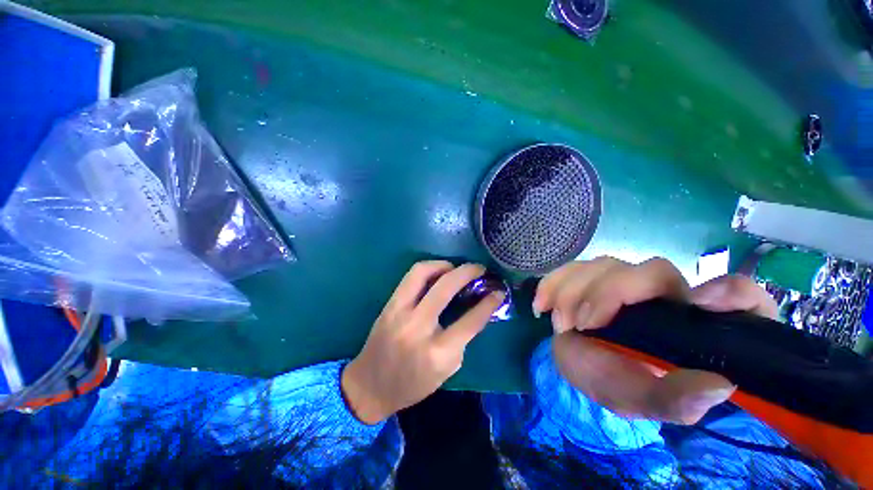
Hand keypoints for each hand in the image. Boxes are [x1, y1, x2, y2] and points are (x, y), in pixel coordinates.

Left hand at [341, 261, 504, 423]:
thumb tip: (475, 308)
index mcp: (437, 353)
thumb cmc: (413, 384)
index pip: (470, 321)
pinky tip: (438, 273)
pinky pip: (410, 277)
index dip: (488, 303)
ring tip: (455, 268)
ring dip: (444, 265)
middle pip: (446, 287)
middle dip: (467, 272)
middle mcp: (417, 327)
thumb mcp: (447, 370)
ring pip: (423, 272)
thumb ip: (462, 338)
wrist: (370, 386)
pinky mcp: (389, 304)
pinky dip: (428, 268)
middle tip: (479, 269)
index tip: (498, 292)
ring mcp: (399, 312)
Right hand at [534, 256, 777, 424]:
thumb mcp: (644, 401)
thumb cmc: (620, 384)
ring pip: (605, 264)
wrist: (584, 367)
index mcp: (693, 325)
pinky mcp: (591, 277)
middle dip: (608, 294)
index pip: (737, 294)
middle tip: (580, 325)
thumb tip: (718, 385)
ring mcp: (623, 281)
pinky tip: (542, 304)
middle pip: (651, 271)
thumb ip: (676, 400)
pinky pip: (572, 267)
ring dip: (574, 290)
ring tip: (560, 323)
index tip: (699, 302)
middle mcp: (663, 295)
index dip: (729, 291)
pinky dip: (553, 282)